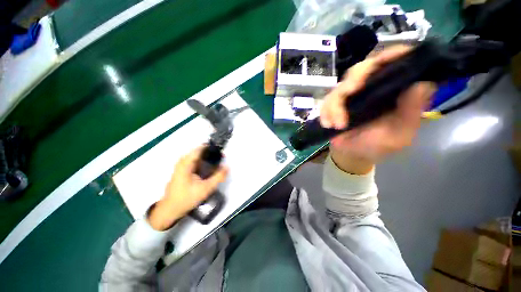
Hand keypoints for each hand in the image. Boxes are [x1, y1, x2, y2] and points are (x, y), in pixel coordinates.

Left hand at [148, 146, 228, 230]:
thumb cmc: (187, 198)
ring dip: (206, 158)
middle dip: (210, 153)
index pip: (200, 148)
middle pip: (198, 152)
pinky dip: (201, 162)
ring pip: (196, 157)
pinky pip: (193, 162)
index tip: (221, 151)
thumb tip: (227, 167)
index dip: (212, 148)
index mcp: (186, 163)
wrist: (170, 210)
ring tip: (216, 162)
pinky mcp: (181, 171)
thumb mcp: (206, 188)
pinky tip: (207, 169)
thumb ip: (218, 177)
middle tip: (220, 158)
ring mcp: (180, 166)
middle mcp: (182, 162)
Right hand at [320, 45, 436, 173]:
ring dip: (335, 104)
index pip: (394, 61)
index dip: (391, 55)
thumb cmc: (377, 145)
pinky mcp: (335, 103)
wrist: (352, 153)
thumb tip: (422, 84)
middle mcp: (372, 87)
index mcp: (393, 90)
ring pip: (340, 85)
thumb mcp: (399, 135)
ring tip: (337, 124)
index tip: (386, 59)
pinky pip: (326, 101)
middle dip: (354, 79)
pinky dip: (325, 112)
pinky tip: (328, 124)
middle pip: (362, 68)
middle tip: (350, 92)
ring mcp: (351, 95)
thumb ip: (410, 113)